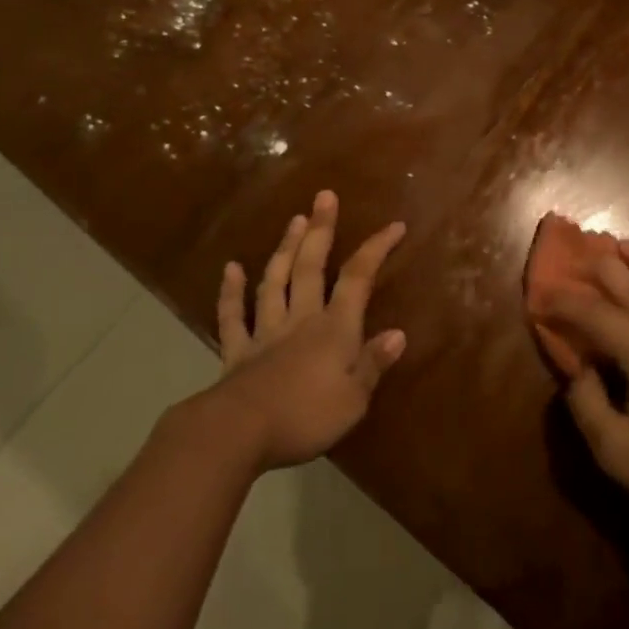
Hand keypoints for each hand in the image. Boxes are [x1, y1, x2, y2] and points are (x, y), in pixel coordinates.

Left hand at [202, 190, 407, 471]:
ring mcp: (265, 332)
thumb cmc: (305, 417)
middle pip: (311, 267)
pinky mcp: (237, 351)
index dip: (376, 249)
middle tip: (324, 197)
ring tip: (294, 220)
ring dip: (285, 249)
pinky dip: (230, 292)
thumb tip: (398, 332)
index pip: (358, 279)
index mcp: (334, 329)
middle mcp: (301, 319)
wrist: (240, 431)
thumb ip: (373, 364)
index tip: (394, 225)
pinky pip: (233, 316)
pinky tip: (230, 268)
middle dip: (321, 230)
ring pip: (275, 281)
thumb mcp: (354, 400)